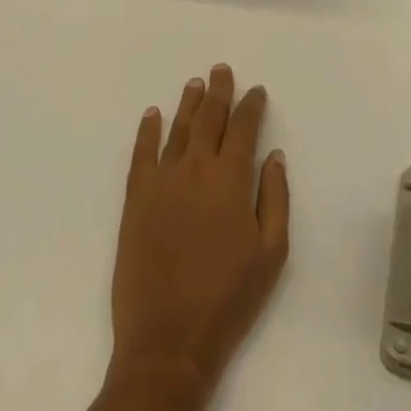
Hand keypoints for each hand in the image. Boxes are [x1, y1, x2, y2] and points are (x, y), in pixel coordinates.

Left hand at [111, 64, 288, 387]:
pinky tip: (152, 114)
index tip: (256, 91)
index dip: (251, 106)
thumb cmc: (229, 299)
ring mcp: (161, 181)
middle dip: (218, 92)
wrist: (168, 341)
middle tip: (221, 70)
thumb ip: (275, 197)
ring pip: (177, 129)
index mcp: (231, 179)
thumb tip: (273, 155)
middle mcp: (195, 168)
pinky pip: (141, 153)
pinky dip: (147, 130)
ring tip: (195, 83)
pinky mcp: (135, 198)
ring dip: (188, 103)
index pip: (243, 128)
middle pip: (208, 119)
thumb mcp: (272, 253)